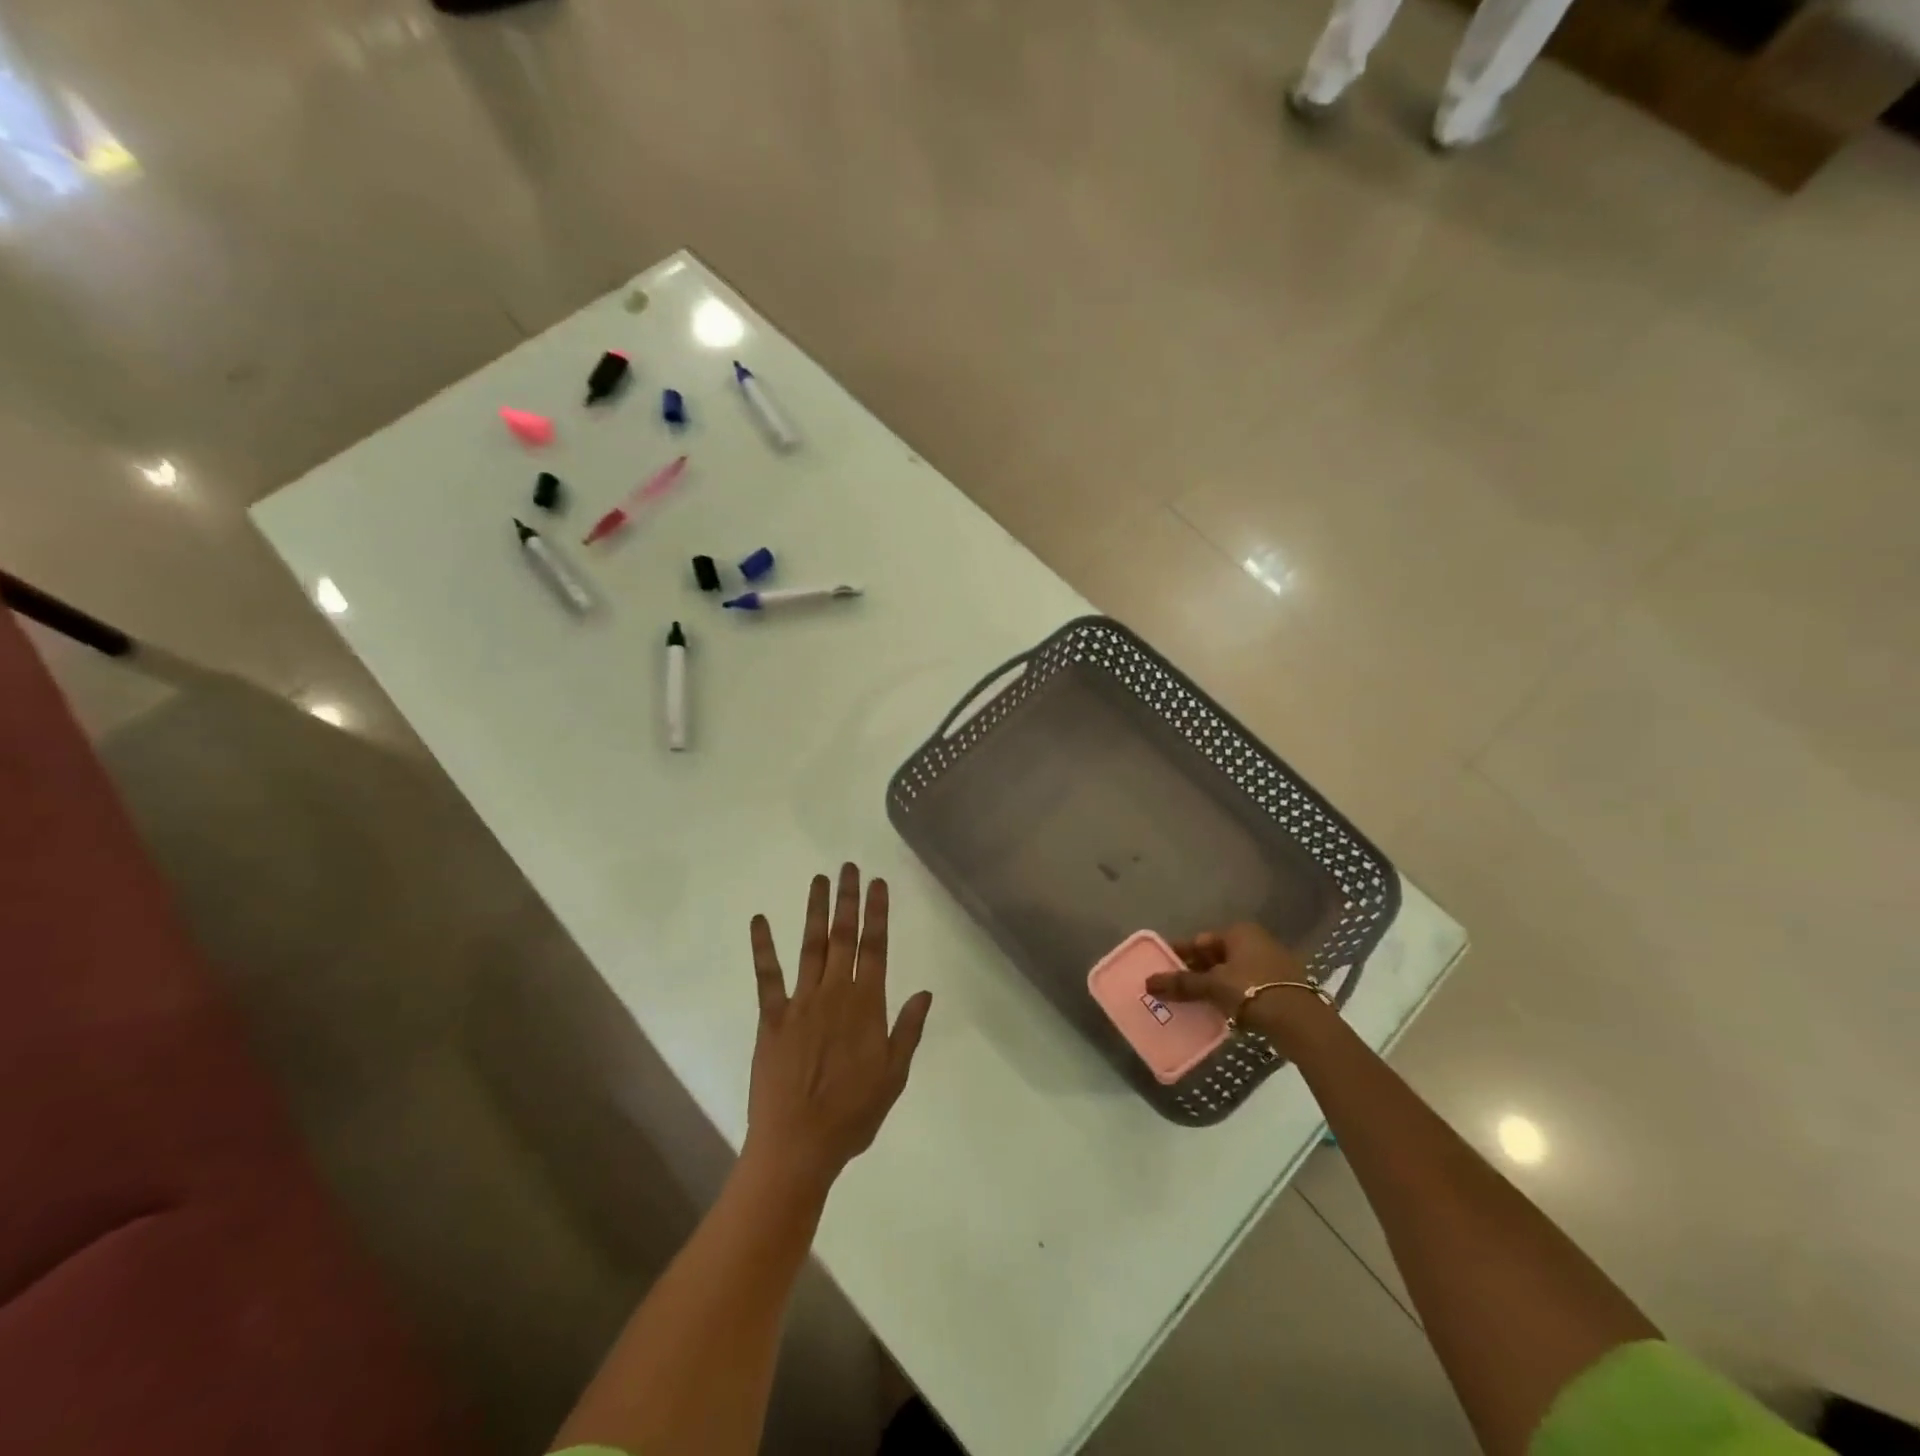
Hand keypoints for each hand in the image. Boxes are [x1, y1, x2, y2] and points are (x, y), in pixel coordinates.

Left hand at [744, 865, 933, 1193]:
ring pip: (811, 946)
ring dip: (815, 911)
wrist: (798, 1145)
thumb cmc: (852, 1115)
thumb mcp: (894, 1076)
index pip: (876, 948)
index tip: (878, 883)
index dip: (878, 913)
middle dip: (848, 900)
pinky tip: (759, 920)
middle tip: (848, 867)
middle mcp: (835, 994)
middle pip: (844, 937)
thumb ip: (908, 1030)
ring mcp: (801, 1002)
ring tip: (819, 879)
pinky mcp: (771, 1017)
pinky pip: (767, 976)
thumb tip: (925, 992)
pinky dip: (763, 946)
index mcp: (867, 1006)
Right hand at [1146, 923, 1329, 1043]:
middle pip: (1215, 956)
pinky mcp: (1280, 986)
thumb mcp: (1213, 986)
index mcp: (1239, 932)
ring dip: (1211, 986)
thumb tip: (1148, 982)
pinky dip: (1230, 996)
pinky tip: (1217, 1011)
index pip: (1199, 940)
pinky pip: (1245, 986)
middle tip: (1173, 989)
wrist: (1301, 1022)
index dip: (1179, 955)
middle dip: (1194, 972)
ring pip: (1230, 973)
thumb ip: (1181, 983)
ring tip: (1191, 1003)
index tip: (1161, 969)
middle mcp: (1256, 941)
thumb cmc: (1252, 991)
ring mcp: (1271, 964)